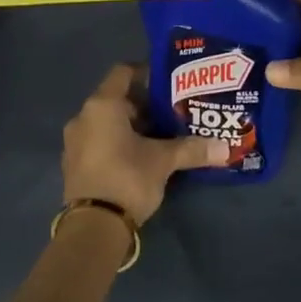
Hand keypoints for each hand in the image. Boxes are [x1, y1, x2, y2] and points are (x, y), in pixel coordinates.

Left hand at [62, 64, 226, 224]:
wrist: (93, 229)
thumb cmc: (127, 178)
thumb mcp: (163, 161)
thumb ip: (192, 149)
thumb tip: (225, 147)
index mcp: (102, 105)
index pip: (123, 72)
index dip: (146, 72)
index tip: (170, 81)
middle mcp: (83, 117)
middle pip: (117, 99)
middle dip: (144, 104)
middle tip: (173, 110)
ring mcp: (75, 143)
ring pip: (108, 122)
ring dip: (132, 126)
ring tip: (162, 134)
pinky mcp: (75, 166)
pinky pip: (100, 142)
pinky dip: (119, 143)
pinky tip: (142, 156)